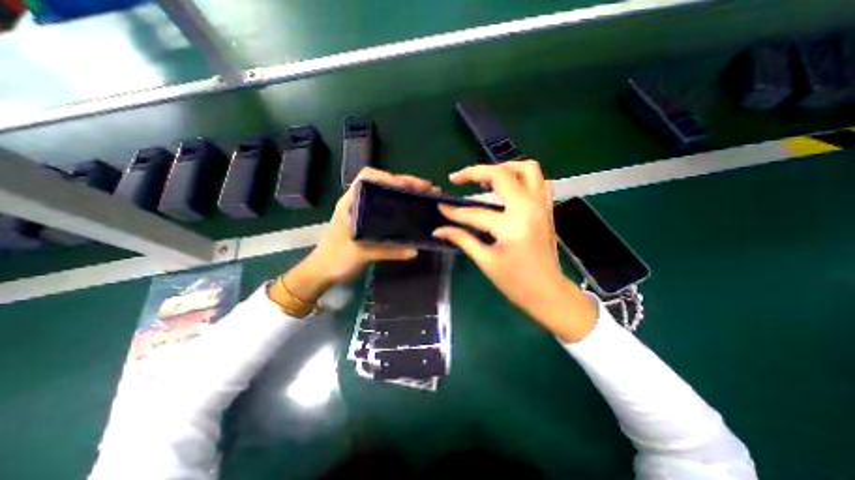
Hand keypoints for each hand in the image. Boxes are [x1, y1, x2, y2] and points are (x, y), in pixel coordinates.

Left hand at [284, 168, 440, 305]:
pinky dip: (399, 205)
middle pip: (381, 183)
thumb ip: (388, 251)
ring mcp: (362, 211)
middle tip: (426, 189)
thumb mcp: (361, 253)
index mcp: (351, 202)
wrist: (321, 272)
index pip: (368, 177)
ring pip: (385, 195)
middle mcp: (357, 202)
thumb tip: (415, 250)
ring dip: (403, 193)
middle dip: (404, 183)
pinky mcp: (367, 221)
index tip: (407, 186)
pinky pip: (386, 208)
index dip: (388, 177)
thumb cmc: (335, 258)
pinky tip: (411, 210)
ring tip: (423, 196)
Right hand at [435, 159, 595, 341]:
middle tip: (458, 178)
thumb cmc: (516, 282)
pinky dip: (521, 177)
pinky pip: (538, 181)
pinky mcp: (546, 209)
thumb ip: (462, 239)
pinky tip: (507, 188)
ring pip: (527, 169)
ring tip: (484, 178)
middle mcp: (529, 208)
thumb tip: (439, 230)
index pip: (475, 212)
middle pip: (501, 174)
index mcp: (512, 225)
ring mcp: (542, 206)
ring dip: (503, 167)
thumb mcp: (486, 261)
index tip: (440, 207)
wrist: (549, 293)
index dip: (454, 211)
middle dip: (475, 172)